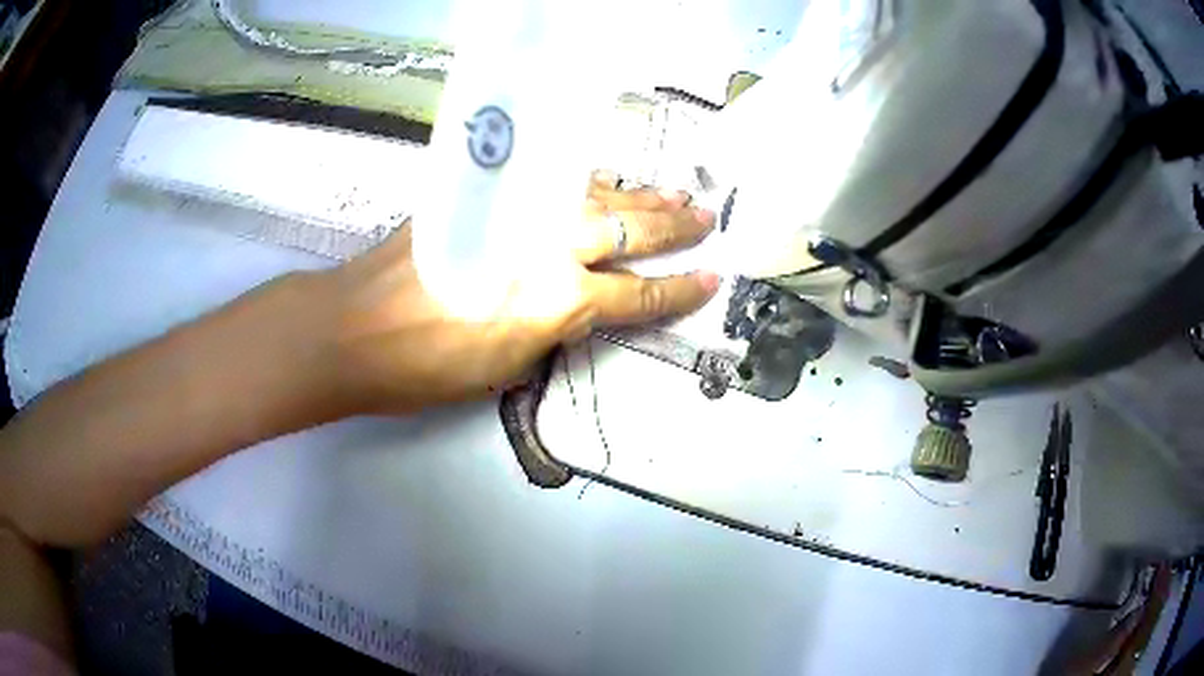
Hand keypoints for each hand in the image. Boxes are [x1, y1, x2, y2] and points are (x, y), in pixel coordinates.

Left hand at [319, 173, 718, 414]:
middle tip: (707, 216)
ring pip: (594, 195)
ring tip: (675, 192)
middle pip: (626, 228)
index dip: (678, 290)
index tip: (712, 277)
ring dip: (638, 195)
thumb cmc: (425, 367)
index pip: (636, 293)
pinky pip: (551, 185)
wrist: (353, 328)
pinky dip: (587, 185)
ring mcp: (516, 212)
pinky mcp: (486, 195)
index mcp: (556, 298)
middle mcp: (547, 245)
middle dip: (673, 224)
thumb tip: (582, 304)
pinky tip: (604, 183)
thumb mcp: (505, 366)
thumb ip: (553, 328)